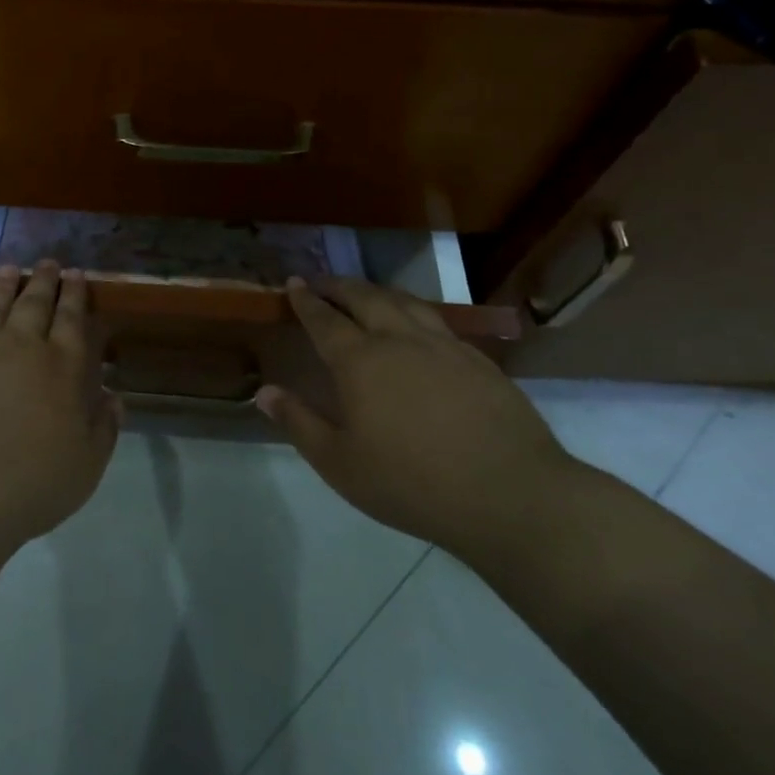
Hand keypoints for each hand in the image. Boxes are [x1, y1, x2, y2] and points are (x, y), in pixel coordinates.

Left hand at [0, 262, 117, 556]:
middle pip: (35, 303)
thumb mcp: (85, 465)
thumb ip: (103, 428)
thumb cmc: (30, 482)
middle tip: (48, 262)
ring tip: (9, 269)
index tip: (76, 273)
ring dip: (3, 287)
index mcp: (63, 366)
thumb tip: (114, 398)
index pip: (72, 319)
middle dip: (44, 281)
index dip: (75, 295)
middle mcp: (21, 345)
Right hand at [257, 277, 575, 558]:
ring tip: (365, 292)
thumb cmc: (412, 483)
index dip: (305, 299)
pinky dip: (413, 310)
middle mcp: (398, 340)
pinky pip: (435, 320)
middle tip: (322, 281)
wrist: (510, 494)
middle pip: (364, 297)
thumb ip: (299, 423)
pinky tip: (417, 324)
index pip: (324, 319)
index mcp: (360, 361)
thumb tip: (264, 391)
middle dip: (338, 285)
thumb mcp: (340, 464)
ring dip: (376, 291)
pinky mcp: (477, 359)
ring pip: (403, 301)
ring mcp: (442, 345)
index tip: (293, 283)